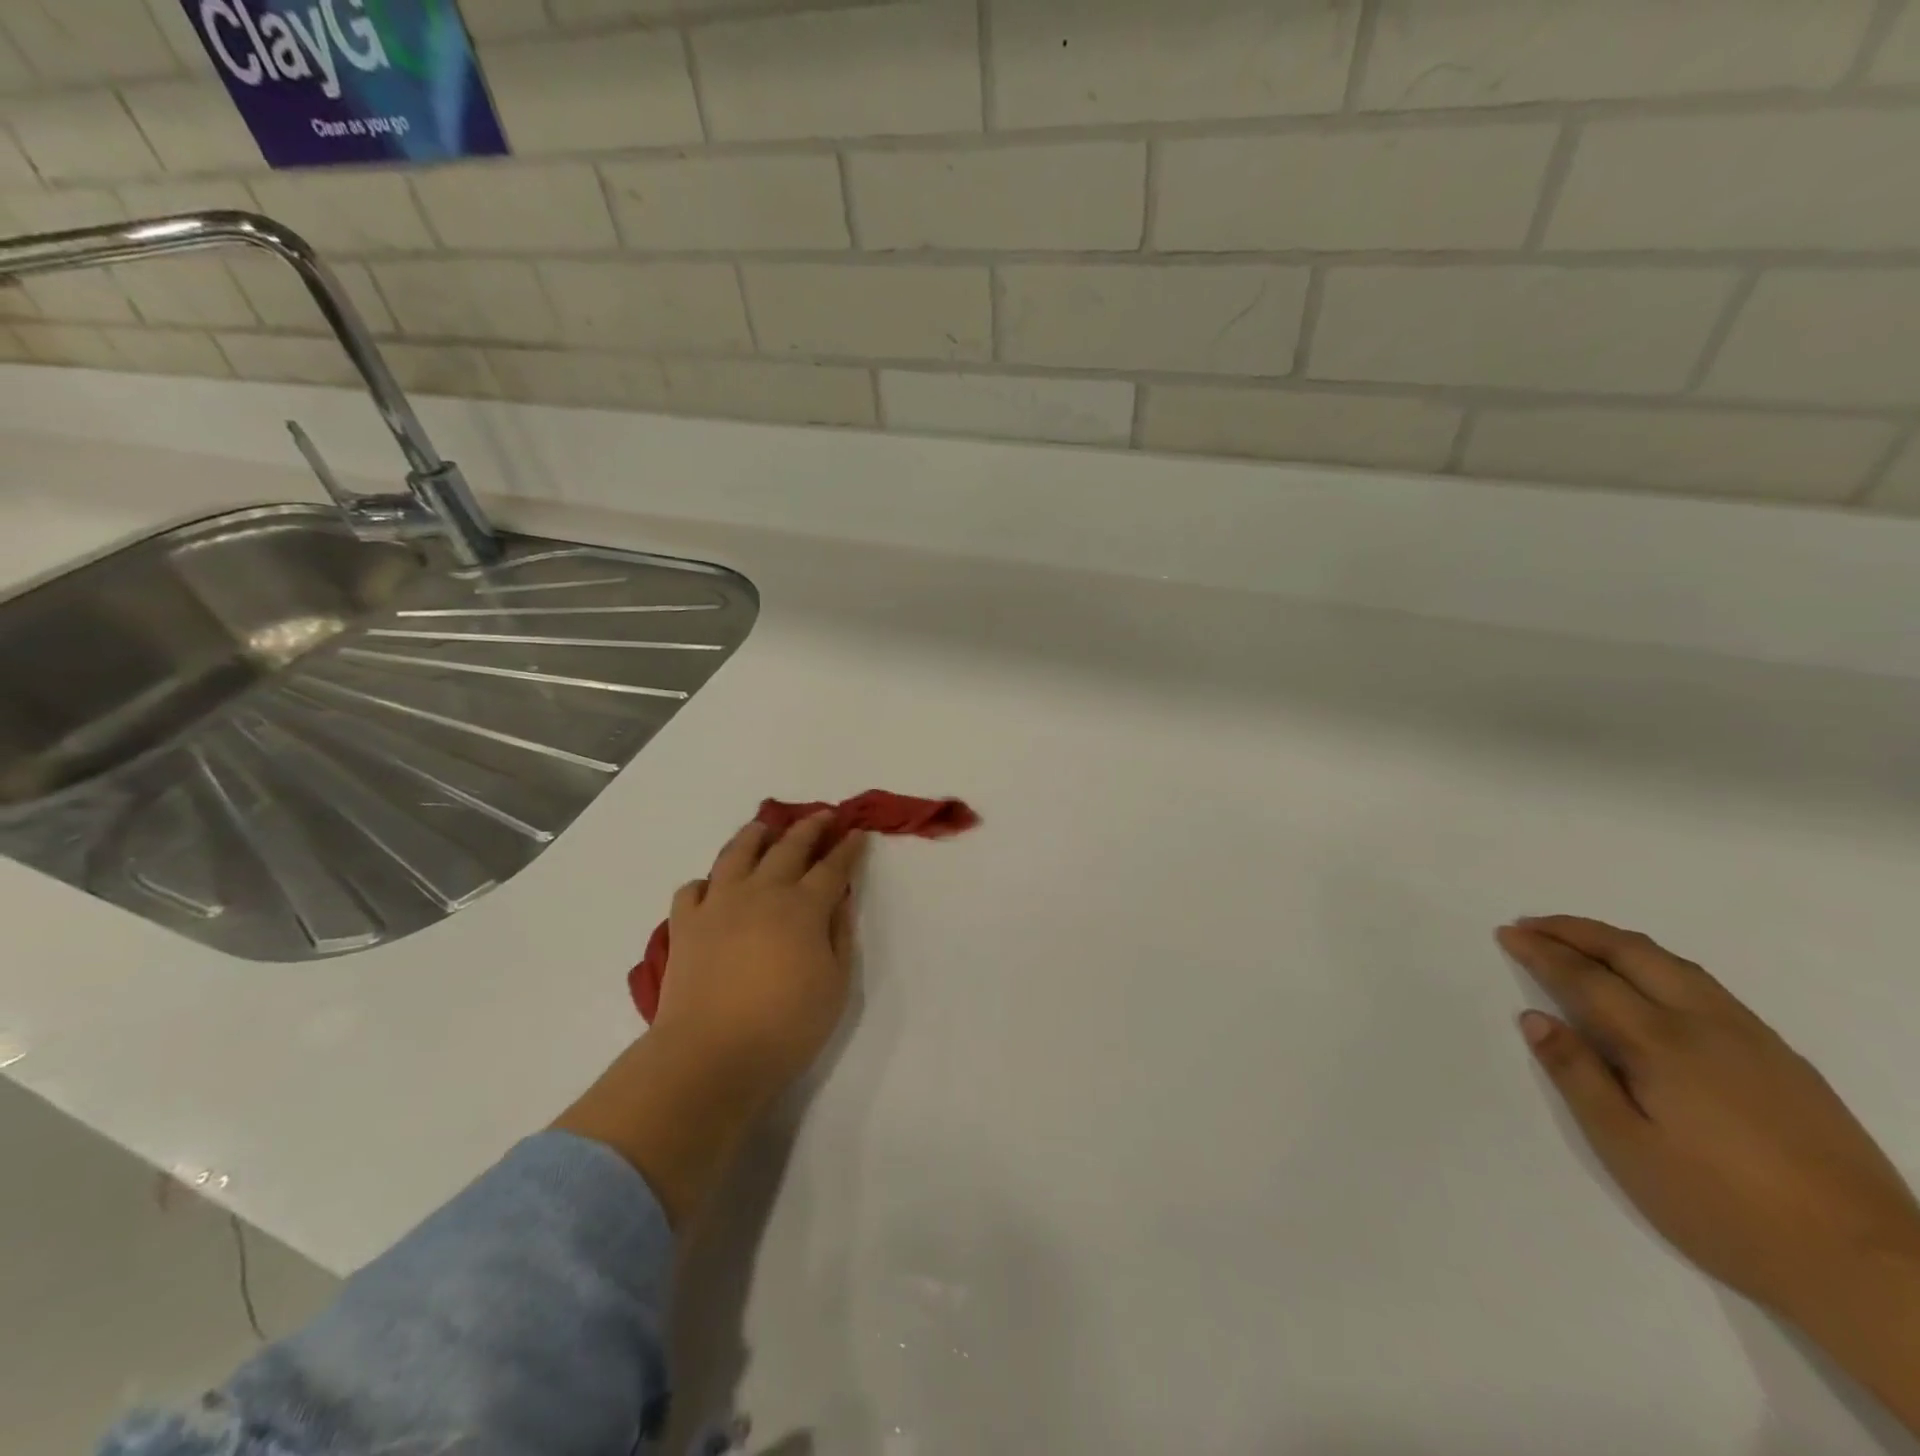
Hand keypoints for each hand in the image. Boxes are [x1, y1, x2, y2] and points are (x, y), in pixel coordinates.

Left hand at [653, 813, 866, 1105]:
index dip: (848, 848)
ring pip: (737, 853)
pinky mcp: (686, 924)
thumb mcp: (835, 985)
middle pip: (789, 847)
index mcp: (803, 907)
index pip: (833, 867)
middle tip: (823, 815)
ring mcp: (719, 904)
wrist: (711, 1054)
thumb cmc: (785, 1025)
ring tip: (765, 827)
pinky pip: (692, 888)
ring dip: (755, 835)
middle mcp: (762, 892)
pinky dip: (706, 882)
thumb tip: (840, 901)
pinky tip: (713, 886)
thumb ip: (839, 936)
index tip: (857, 833)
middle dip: (810, 828)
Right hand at [1499, 916, 1919, 1319]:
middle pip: (1633, 954)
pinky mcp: (1784, 1060)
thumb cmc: (1724, 1209)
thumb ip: (1578, 1076)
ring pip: (1676, 965)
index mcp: (1662, 1045)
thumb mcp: (1628, 1148)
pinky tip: (1649, 983)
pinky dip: (1659, 964)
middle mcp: (1708, 1026)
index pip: (1586, 978)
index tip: (1508, 933)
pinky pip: (1707, 986)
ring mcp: (1754, 1040)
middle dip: (1576, 931)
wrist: (1871, 1269)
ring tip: (1579, 939)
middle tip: (1532, 923)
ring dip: (1618, 942)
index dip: (1542, 952)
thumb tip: (1535, 1018)